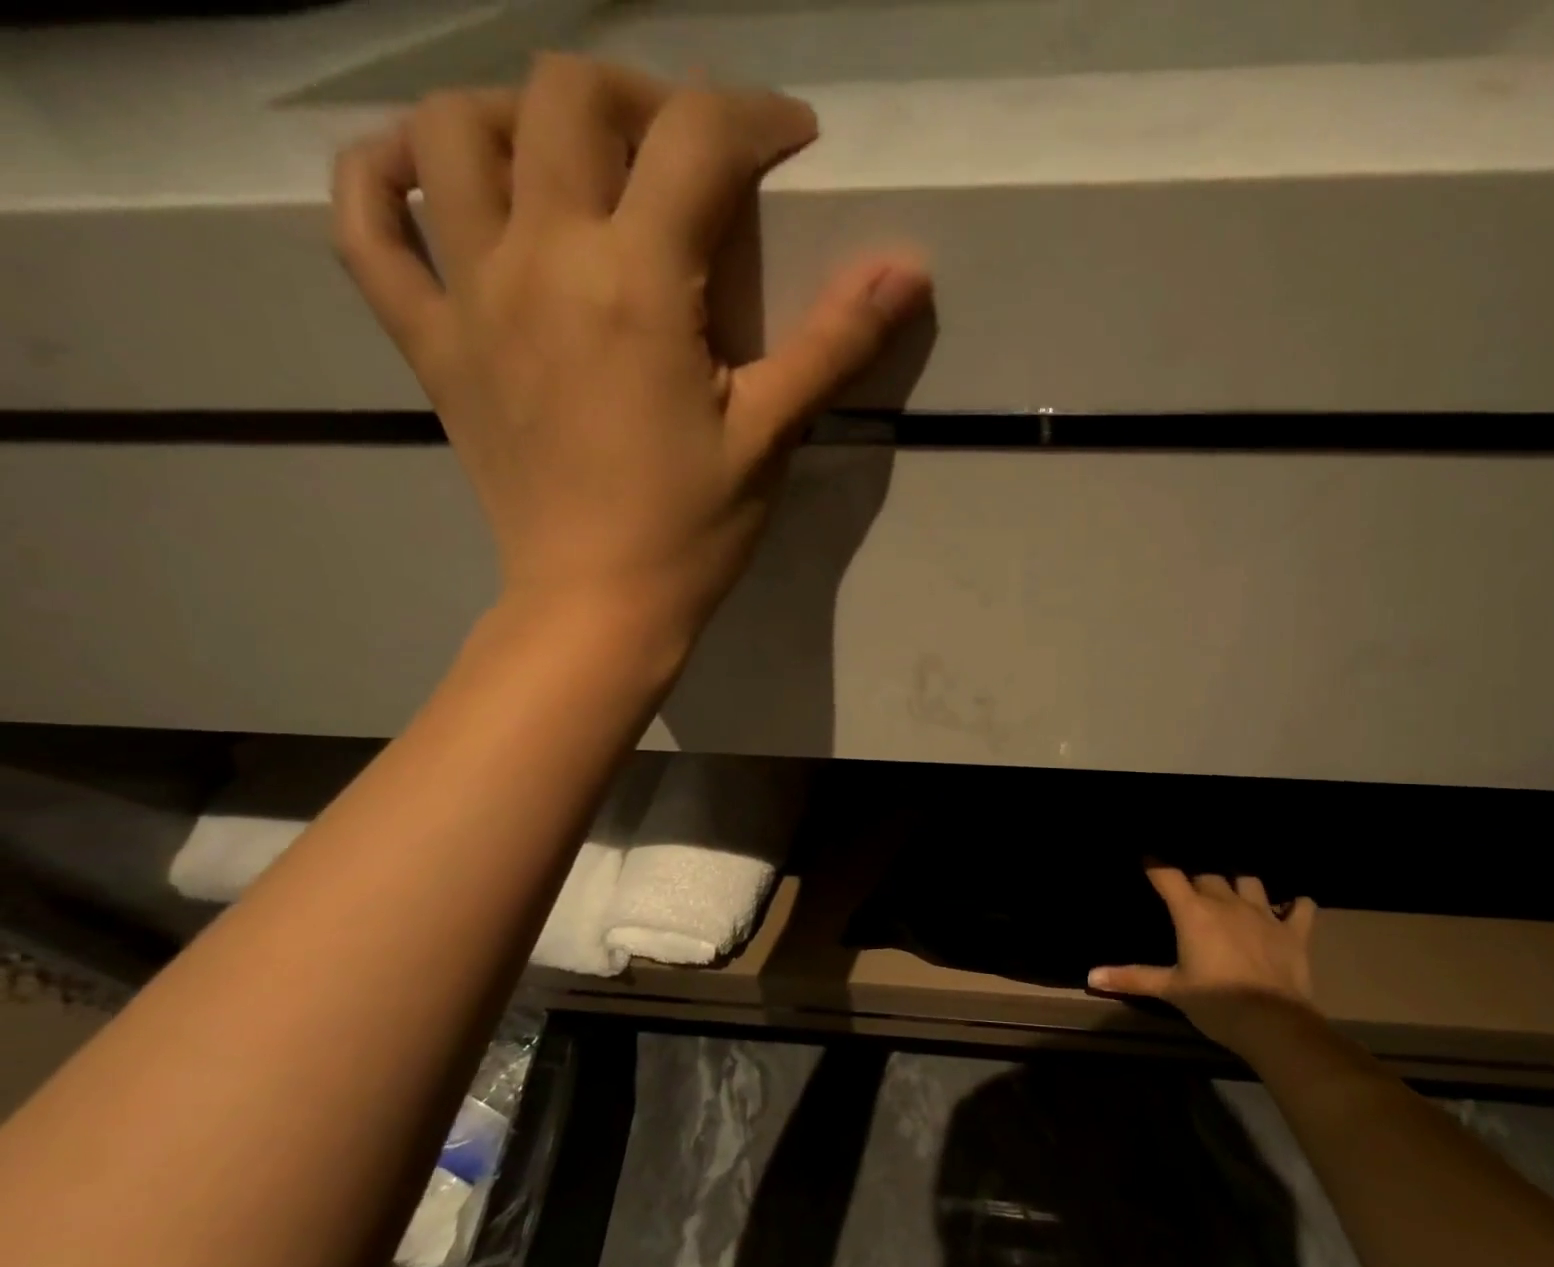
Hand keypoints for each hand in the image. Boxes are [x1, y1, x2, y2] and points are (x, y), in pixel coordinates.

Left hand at [330, 54, 930, 648]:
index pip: (696, 140)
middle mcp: (540, 259)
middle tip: (689, 149)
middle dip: (644, 95)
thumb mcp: (772, 436)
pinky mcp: (429, 342)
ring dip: (520, 114)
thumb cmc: (693, 528)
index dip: (754, 118)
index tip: (792, 139)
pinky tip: (428, 173)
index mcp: (636, 283)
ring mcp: (468, 296)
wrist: (598, 604)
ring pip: (456, 130)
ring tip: (575, 158)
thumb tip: (909, 269)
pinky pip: (365, 226)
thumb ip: (835, 343)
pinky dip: (381, 174)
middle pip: (568, 96)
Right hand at [1089, 867, 1317, 1057]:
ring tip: (1233, 894)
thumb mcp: (1170, 990)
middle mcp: (1227, 903)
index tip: (1146, 859)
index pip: (1168, 876)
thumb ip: (1131, 978)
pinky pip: (1300, 906)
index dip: (1155, 865)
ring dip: (1239, 884)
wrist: (1273, 1024)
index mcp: (1194, 912)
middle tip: (1189, 894)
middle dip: (1196, 880)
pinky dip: (1294, 905)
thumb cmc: (1216, 1003)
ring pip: (1249, 881)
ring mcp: (1264, 914)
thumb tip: (1090, 976)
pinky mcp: (1294, 932)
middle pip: (1207, 876)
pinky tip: (1288, 908)